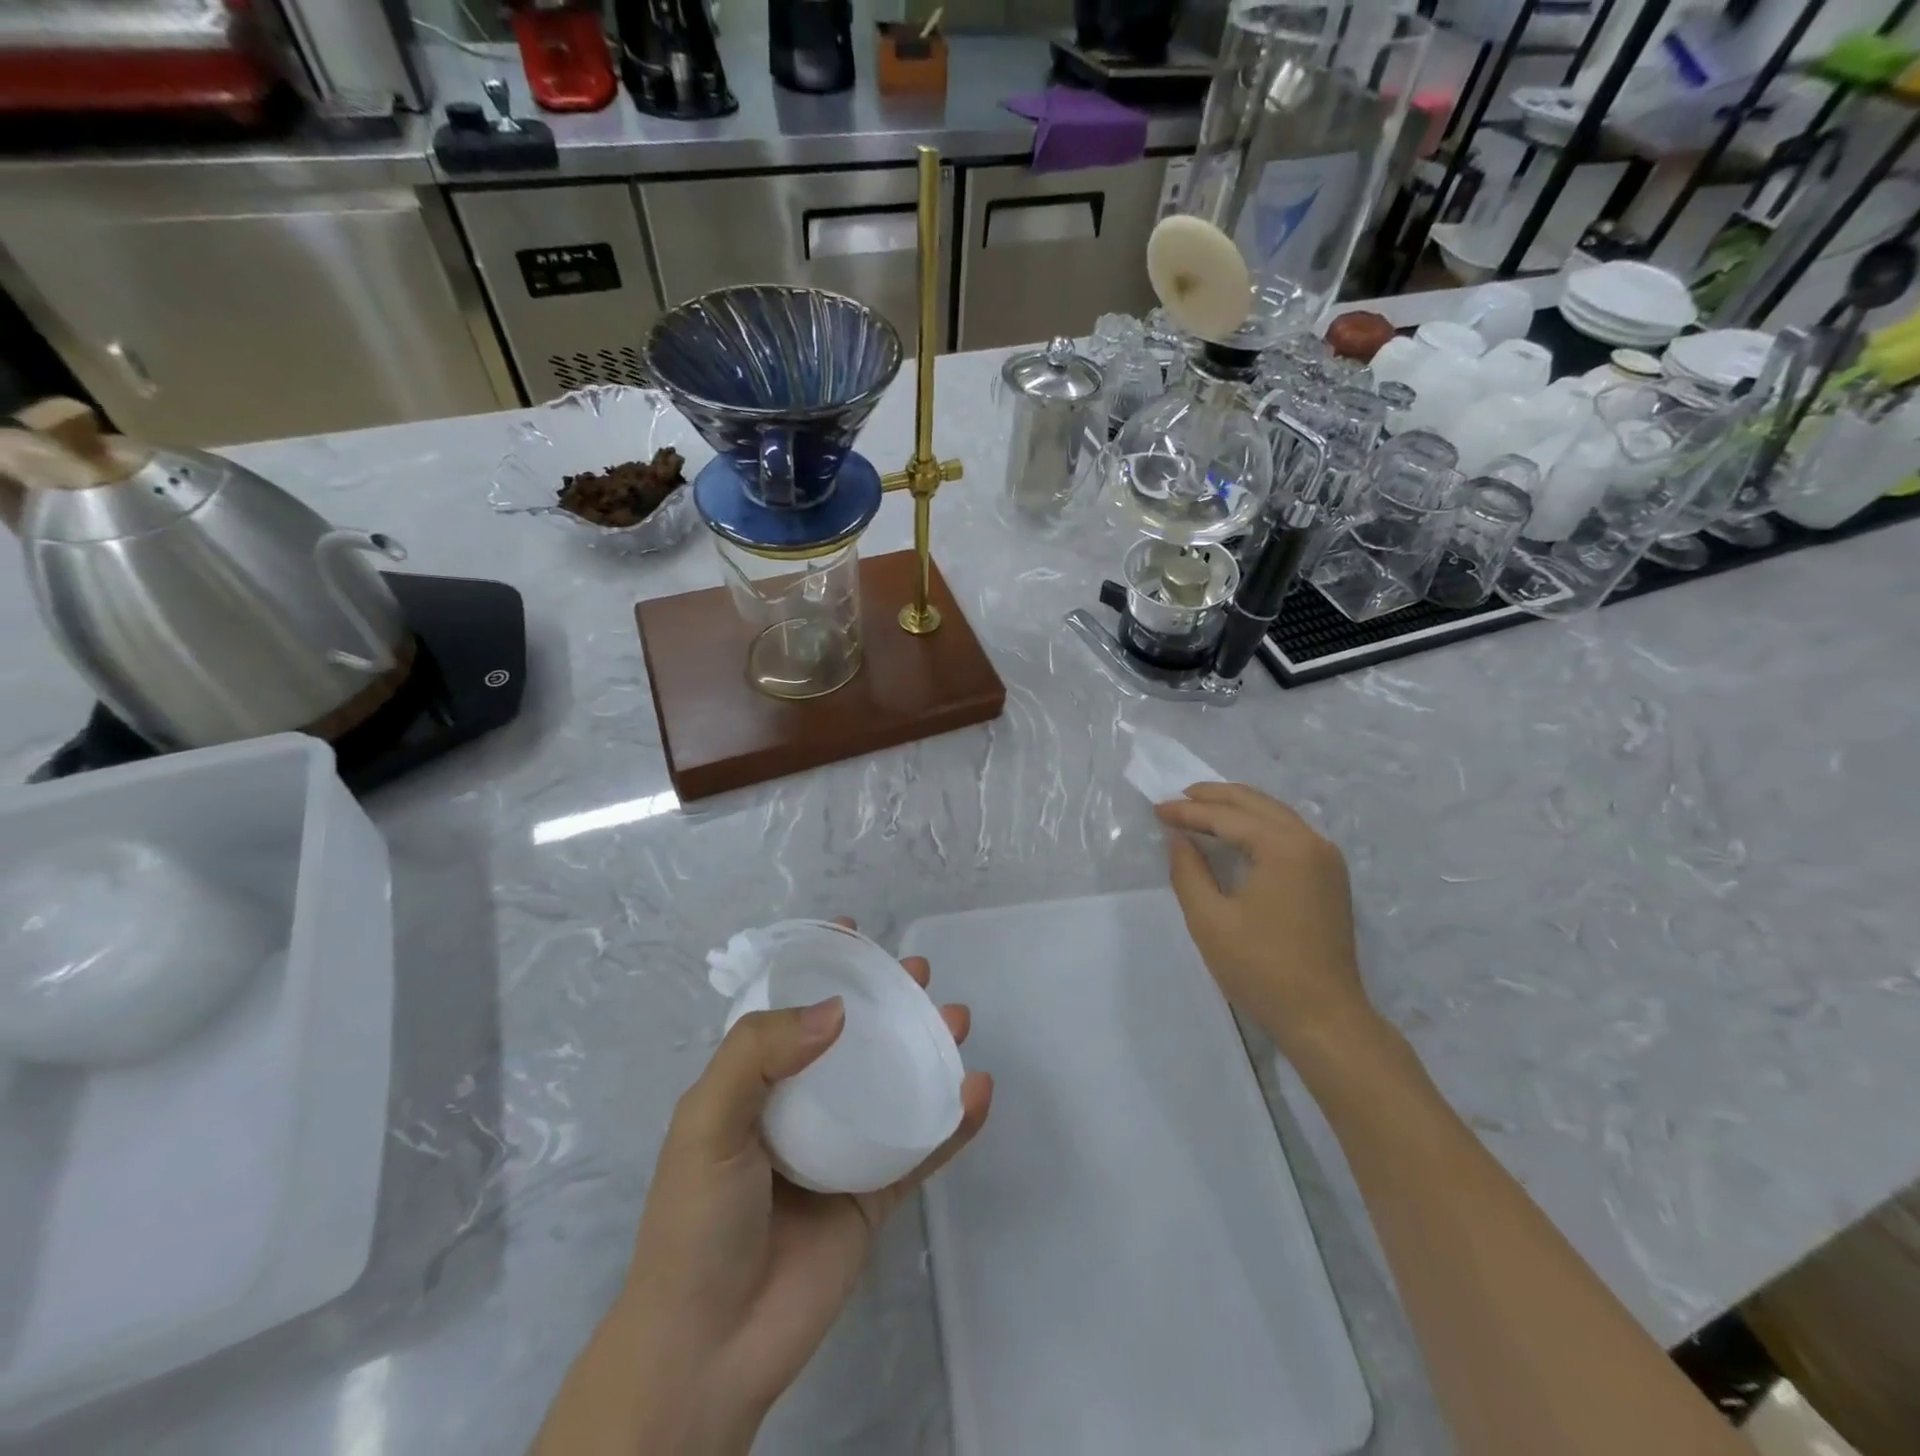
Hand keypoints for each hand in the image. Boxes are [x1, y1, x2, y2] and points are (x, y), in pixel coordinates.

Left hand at [548, 934, 991, 1455]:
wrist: (709, 1349)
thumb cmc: (698, 1220)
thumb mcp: (708, 1120)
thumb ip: (760, 1052)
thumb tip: (837, 1009)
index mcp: (758, 1084)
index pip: (793, 1010)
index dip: (821, 969)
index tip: (853, 933)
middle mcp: (804, 1107)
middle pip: (855, 1039)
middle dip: (889, 1000)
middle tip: (919, 974)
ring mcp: (844, 1150)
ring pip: (895, 1084)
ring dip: (929, 1048)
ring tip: (956, 1019)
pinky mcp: (875, 1195)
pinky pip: (922, 1147)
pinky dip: (954, 1120)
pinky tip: (978, 1090)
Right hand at [1155, 783, 1378, 1064]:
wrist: (1324, 1018)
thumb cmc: (1261, 969)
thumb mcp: (1209, 920)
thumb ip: (1188, 871)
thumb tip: (1179, 838)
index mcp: (1285, 847)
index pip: (1228, 816)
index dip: (1189, 811)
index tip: (1156, 809)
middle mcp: (1311, 842)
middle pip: (1256, 804)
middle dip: (1214, 797)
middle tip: (1177, 797)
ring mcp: (1326, 859)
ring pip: (1275, 815)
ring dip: (1237, 808)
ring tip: (1199, 808)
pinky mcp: (1329, 877)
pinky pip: (1288, 833)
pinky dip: (1257, 825)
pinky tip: (1235, 833)